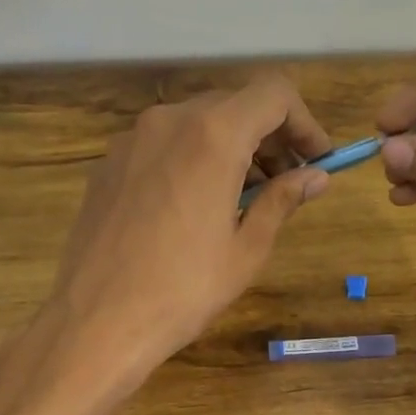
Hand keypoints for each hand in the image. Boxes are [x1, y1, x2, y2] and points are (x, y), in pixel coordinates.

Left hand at [0, 74, 331, 414]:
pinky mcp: (108, 164)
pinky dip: (193, 159)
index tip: (317, 159)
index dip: (305, 122)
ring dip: (231, 147)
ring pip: (197, 122)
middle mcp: (169, 120)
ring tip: (245, 197)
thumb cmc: (185, 289)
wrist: (98, 321)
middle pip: (235, 104)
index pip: (274, 93)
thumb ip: (283, 200)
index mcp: (213, 134)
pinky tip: (195, 206)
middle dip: (270, 136)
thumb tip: (316, 177)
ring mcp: (132, 140)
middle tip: (287, 182)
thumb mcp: (247, 249)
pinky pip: (164, 145)